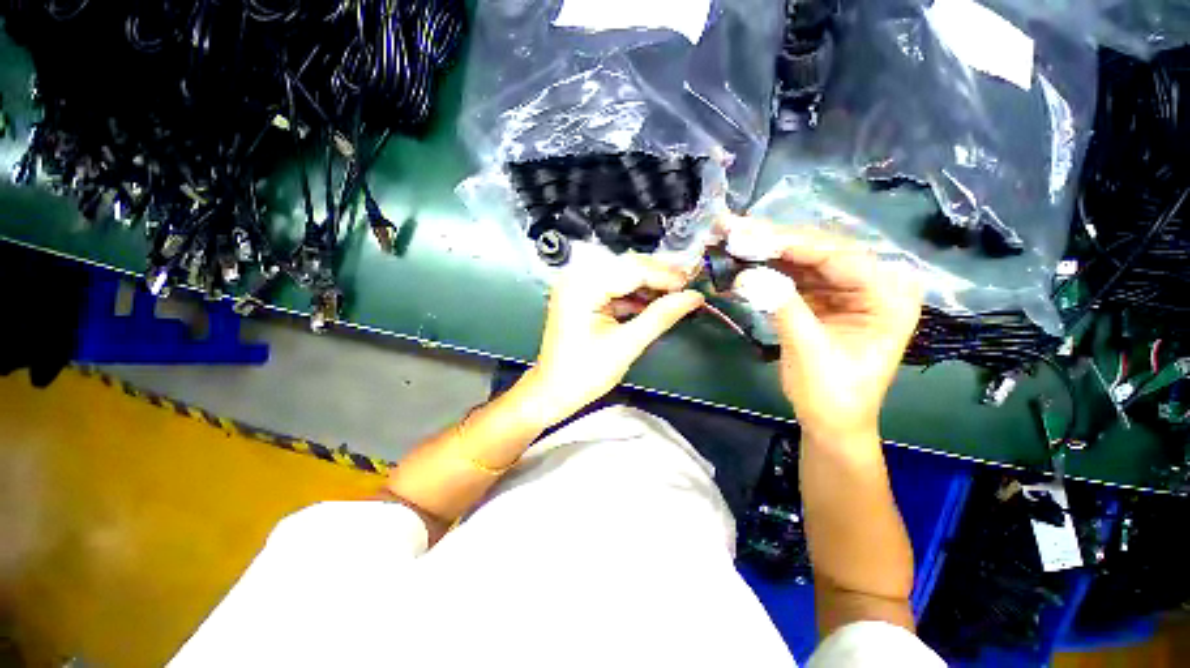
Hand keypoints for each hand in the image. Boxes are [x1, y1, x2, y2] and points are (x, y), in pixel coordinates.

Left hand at [519, 255, 704, 426]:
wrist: (553, 392)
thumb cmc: (584, 374)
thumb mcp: (626, 345)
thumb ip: (660, 317)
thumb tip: (693, 297)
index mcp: (582, 286)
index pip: (632, 269)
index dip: (665, 275)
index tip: (692, 285)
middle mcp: (576, 277)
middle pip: (626, 266)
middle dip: (658, 277)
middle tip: (687, 287)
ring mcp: (576, 285)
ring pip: (622, 274)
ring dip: (648, 285)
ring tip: (675, 295)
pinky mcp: (580, 295)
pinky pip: (613, 287)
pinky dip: (633, 294)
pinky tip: (653, 302)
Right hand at [726, 218, 922, 443]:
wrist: (831, 421)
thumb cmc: (832, 395)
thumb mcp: (810, 353)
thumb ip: (784, 309)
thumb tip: (749, 276)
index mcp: (888, 298)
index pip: (841, 257)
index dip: (794, 244)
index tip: (751, 235)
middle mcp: (872, 284)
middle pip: (821, 250)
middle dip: (775, 240)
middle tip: (735, 228)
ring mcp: (845, 289)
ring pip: (803, 258)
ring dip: (766, 249)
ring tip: (732, 237)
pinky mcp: (821, 297)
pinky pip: (793, 274)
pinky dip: (766, 268)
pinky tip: (743, 259)